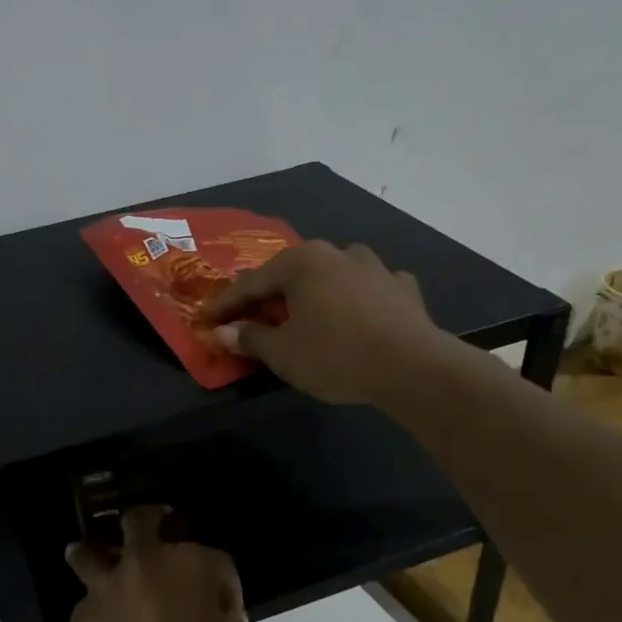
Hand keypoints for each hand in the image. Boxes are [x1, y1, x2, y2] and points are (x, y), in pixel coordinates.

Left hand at [63, 506, 249, 621]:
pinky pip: (88, 594)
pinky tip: (101, 620)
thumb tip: (220, 618)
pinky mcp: (82, 606)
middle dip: (151, 521)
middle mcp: (147, 560)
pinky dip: (95, 602)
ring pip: (95, 549)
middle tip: (155, 534)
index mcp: (192, 565)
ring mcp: (109, 580)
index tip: (224, 610)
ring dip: (98, 552)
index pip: (218, 562)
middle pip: (144, 520)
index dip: (225, 586)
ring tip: (101, 559)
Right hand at [200, 240, 457, 408]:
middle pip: (291, 274)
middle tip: (253, 318)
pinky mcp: (403, 288)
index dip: (226, 305)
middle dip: (270, 296)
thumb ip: (249, 338)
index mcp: (301, 262)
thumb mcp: (282, 353)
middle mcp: (337, 253)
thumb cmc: (335, 355)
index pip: (251, 284)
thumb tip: (224, 332)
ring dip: (315, 292)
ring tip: (307, 313)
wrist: (414, 368)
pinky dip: (356, 300)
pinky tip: (357, 314)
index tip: (207, 320)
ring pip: (332, 276)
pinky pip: (368, 289)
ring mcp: (374, 266)